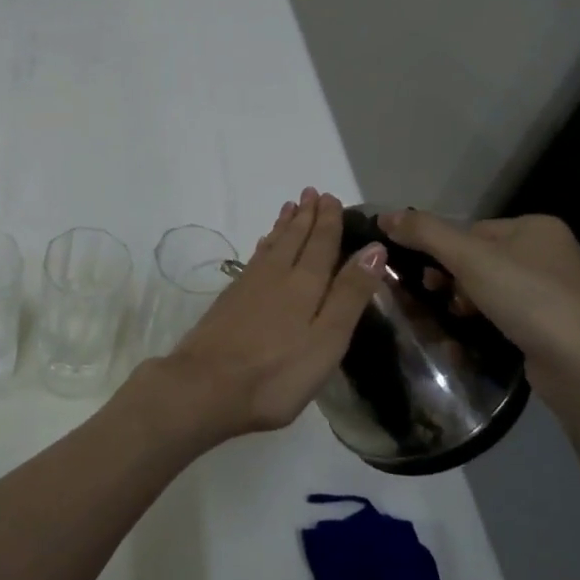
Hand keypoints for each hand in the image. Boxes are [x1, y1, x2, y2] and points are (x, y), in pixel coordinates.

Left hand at [154, 189, 385, 440]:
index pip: (320, 244)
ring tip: (290, 208)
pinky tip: (263, 247)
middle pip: (294, 239)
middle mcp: (276, 276)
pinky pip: (254, 259)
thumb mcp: (327, 339)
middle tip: (311, 192)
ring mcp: (248, 287)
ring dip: (284, 226)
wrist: (206, 386)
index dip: (328, 221)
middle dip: (306, 216)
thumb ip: (350, 294)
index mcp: (305, 284)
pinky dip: (264, 246)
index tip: (331, 197)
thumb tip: (374, 248)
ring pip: (272, 246)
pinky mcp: (229, 301)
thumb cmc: (277, 373)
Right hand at [380, 211, 579, 390]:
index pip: (474, 230)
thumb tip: (384, 216)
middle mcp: (557, 252)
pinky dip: (493, 320)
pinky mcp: (564, 325)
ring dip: (470, 301)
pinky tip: (480, 334)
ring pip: (497, 287)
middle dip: (456, 279)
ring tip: (459, 319)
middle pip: (484, 258)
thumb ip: (424, 233)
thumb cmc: (526, 297)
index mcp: (539, 227)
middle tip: (438, 297)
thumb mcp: (467, 257)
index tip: (428, 277)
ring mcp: (565, 291)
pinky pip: (515, 313)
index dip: (444, 251)